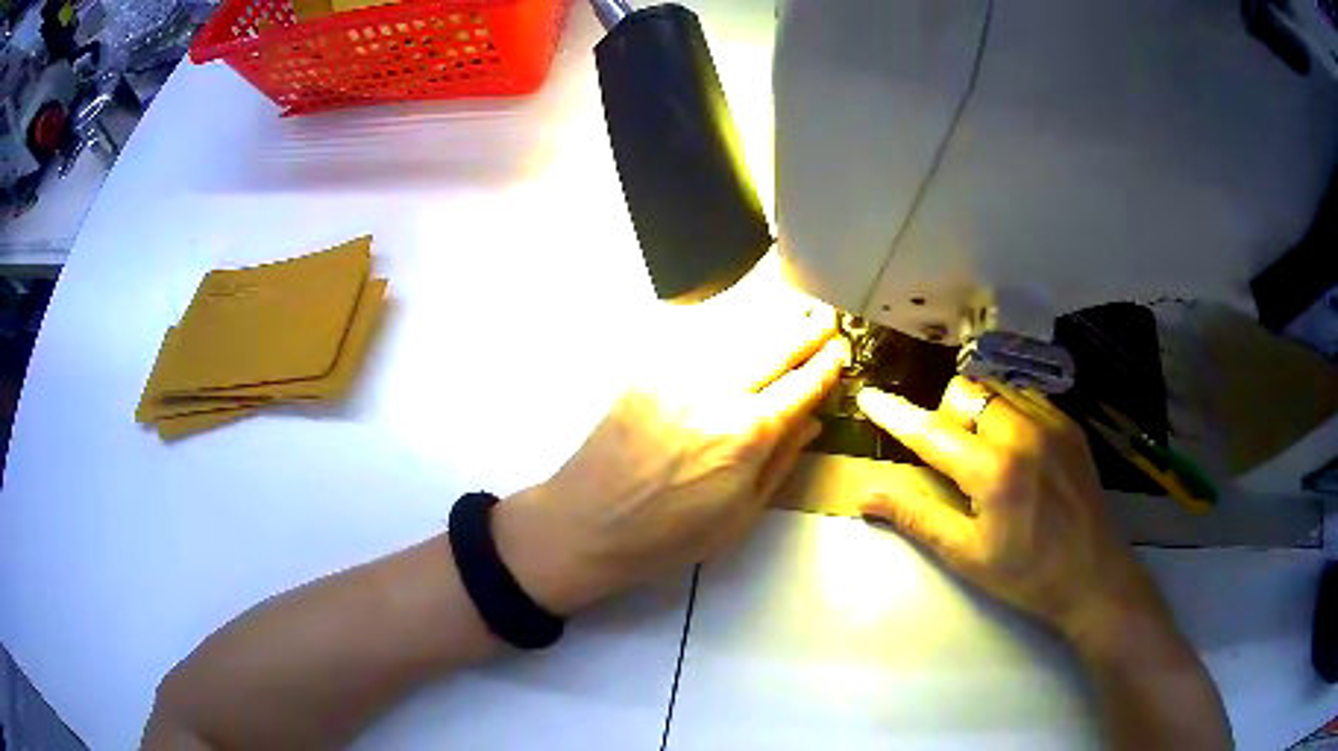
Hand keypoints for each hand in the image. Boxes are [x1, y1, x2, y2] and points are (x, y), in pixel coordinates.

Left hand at [494, 295, 849, 614]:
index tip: (841, 350)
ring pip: (737, 330)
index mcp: (748, 434)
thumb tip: (813, 421)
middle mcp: (717, 391)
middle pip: (774, 346)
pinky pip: (696, 336)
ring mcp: (678, 373)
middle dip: (806, 330)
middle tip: (824, 317)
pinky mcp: (647, 369)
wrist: (588, 522)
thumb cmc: (669, 536)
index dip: (827, 365)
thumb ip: (782, 462)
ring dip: (770, 317)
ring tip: (792, 306)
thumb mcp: (741, 515)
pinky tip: (738, 319)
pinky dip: (725, 324)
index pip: (802, 385)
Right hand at [855, 378, 1174, 645]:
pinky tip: (1014, 446)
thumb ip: (917, 517)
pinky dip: (1007, 409)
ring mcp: (1051, 423)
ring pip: (996, 386)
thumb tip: (867, 494)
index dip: (895, 414)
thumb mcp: (966, 556)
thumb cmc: (1026, 574)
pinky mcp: (1070, 424)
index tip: (868, 396)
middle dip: (946, 415)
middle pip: (964, 391)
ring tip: (984, 450)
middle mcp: (1022, 432)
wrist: (1093, 576)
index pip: (931, 432)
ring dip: (977, 409)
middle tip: (952, 457)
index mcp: (993, 471)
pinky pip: (1026, 394)